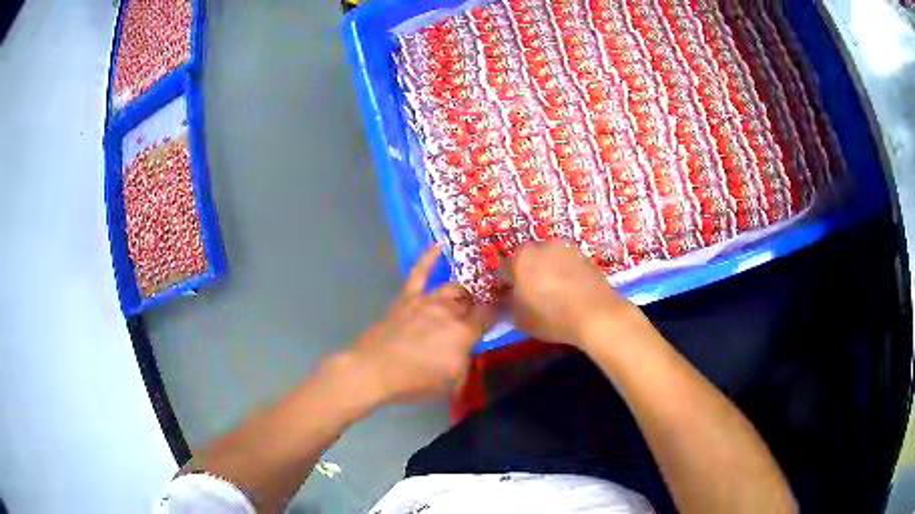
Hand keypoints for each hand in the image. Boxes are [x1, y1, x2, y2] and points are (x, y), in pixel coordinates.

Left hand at [350, 245, 496, 403]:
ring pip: (452, 288)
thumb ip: (466, 361)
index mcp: (464, 333)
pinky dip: (429, 258)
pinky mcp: (408, 298)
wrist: (374, 370)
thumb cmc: (414, 382)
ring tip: (465, 296)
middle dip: (478, 304)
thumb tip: (468, 347)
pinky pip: (420, 273)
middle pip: (471, 300)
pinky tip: (437, 246)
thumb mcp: (452, 382)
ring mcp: (427, 301)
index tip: (502, 312)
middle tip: (480, 311)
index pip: (489, 315)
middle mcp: (449, 312)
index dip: (497, 312)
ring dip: (461, 292)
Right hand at [501, 240, 635, 346]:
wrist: (596, 315)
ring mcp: (568, 249)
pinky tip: (572, 294)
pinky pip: (570, 266)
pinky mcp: (587, 258)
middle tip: (533, 295)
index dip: (506, 285)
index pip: (505, 270)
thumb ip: (511, 304)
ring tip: (555, 294)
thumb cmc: (551, 316)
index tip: (511, 298)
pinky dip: (568, 275)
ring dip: (550, 272)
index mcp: (522, 257)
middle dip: (529, 274)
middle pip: (530, 260)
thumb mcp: (520, 319)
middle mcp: (544, 246)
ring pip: (552, 260)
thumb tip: (513, 297)